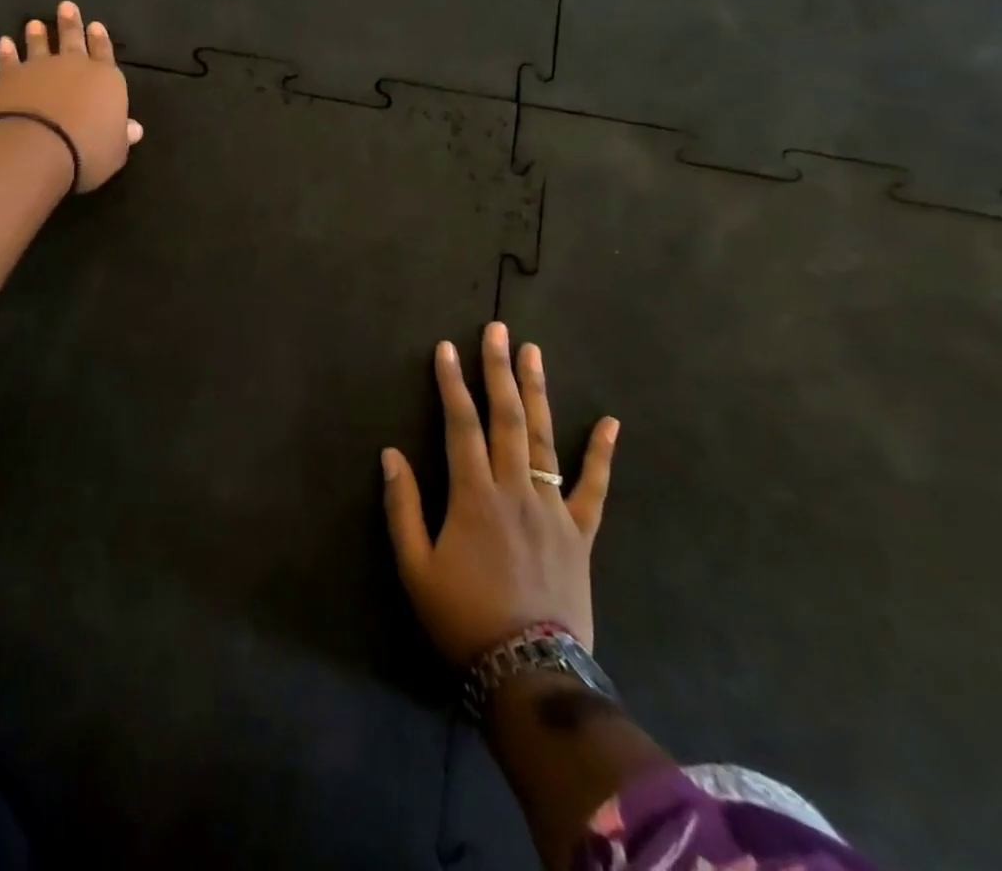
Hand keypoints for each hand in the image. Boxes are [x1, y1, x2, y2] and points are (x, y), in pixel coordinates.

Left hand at [0, 1, 143, 192]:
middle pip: (73, 39)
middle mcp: (74, 66)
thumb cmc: (87, 152)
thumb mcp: (115, 150)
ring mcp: (40, 68)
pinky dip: (6, 51)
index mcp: (106, 80)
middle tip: (67, 6)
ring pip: (39, 44)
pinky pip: (9, 60)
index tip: (96, 25)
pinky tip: (4, 42)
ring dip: (37, 34)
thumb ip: (122, 135)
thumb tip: (134, 128)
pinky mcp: (10, 77)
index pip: (105, 53)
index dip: (101, 40)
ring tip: (35, 22)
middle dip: (71, 23)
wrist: (38, 148)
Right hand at [381, 323, 617, 665]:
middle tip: (498, 330)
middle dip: (499, 370)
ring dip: (538, 392)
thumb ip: (403, 506)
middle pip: (507, 418)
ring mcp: (553, 509)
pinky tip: (610, 422)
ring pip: (545, 439)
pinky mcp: (581, 533)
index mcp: (473, 495)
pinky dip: (602, 454)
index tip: (446, 348)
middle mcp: (515, 490)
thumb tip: (390, 453)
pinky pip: (594, 488)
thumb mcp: (415, 566)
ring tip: (533, 352)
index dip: (451, 384)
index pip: (461, 424)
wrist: (529, 673)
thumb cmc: (462, 617)